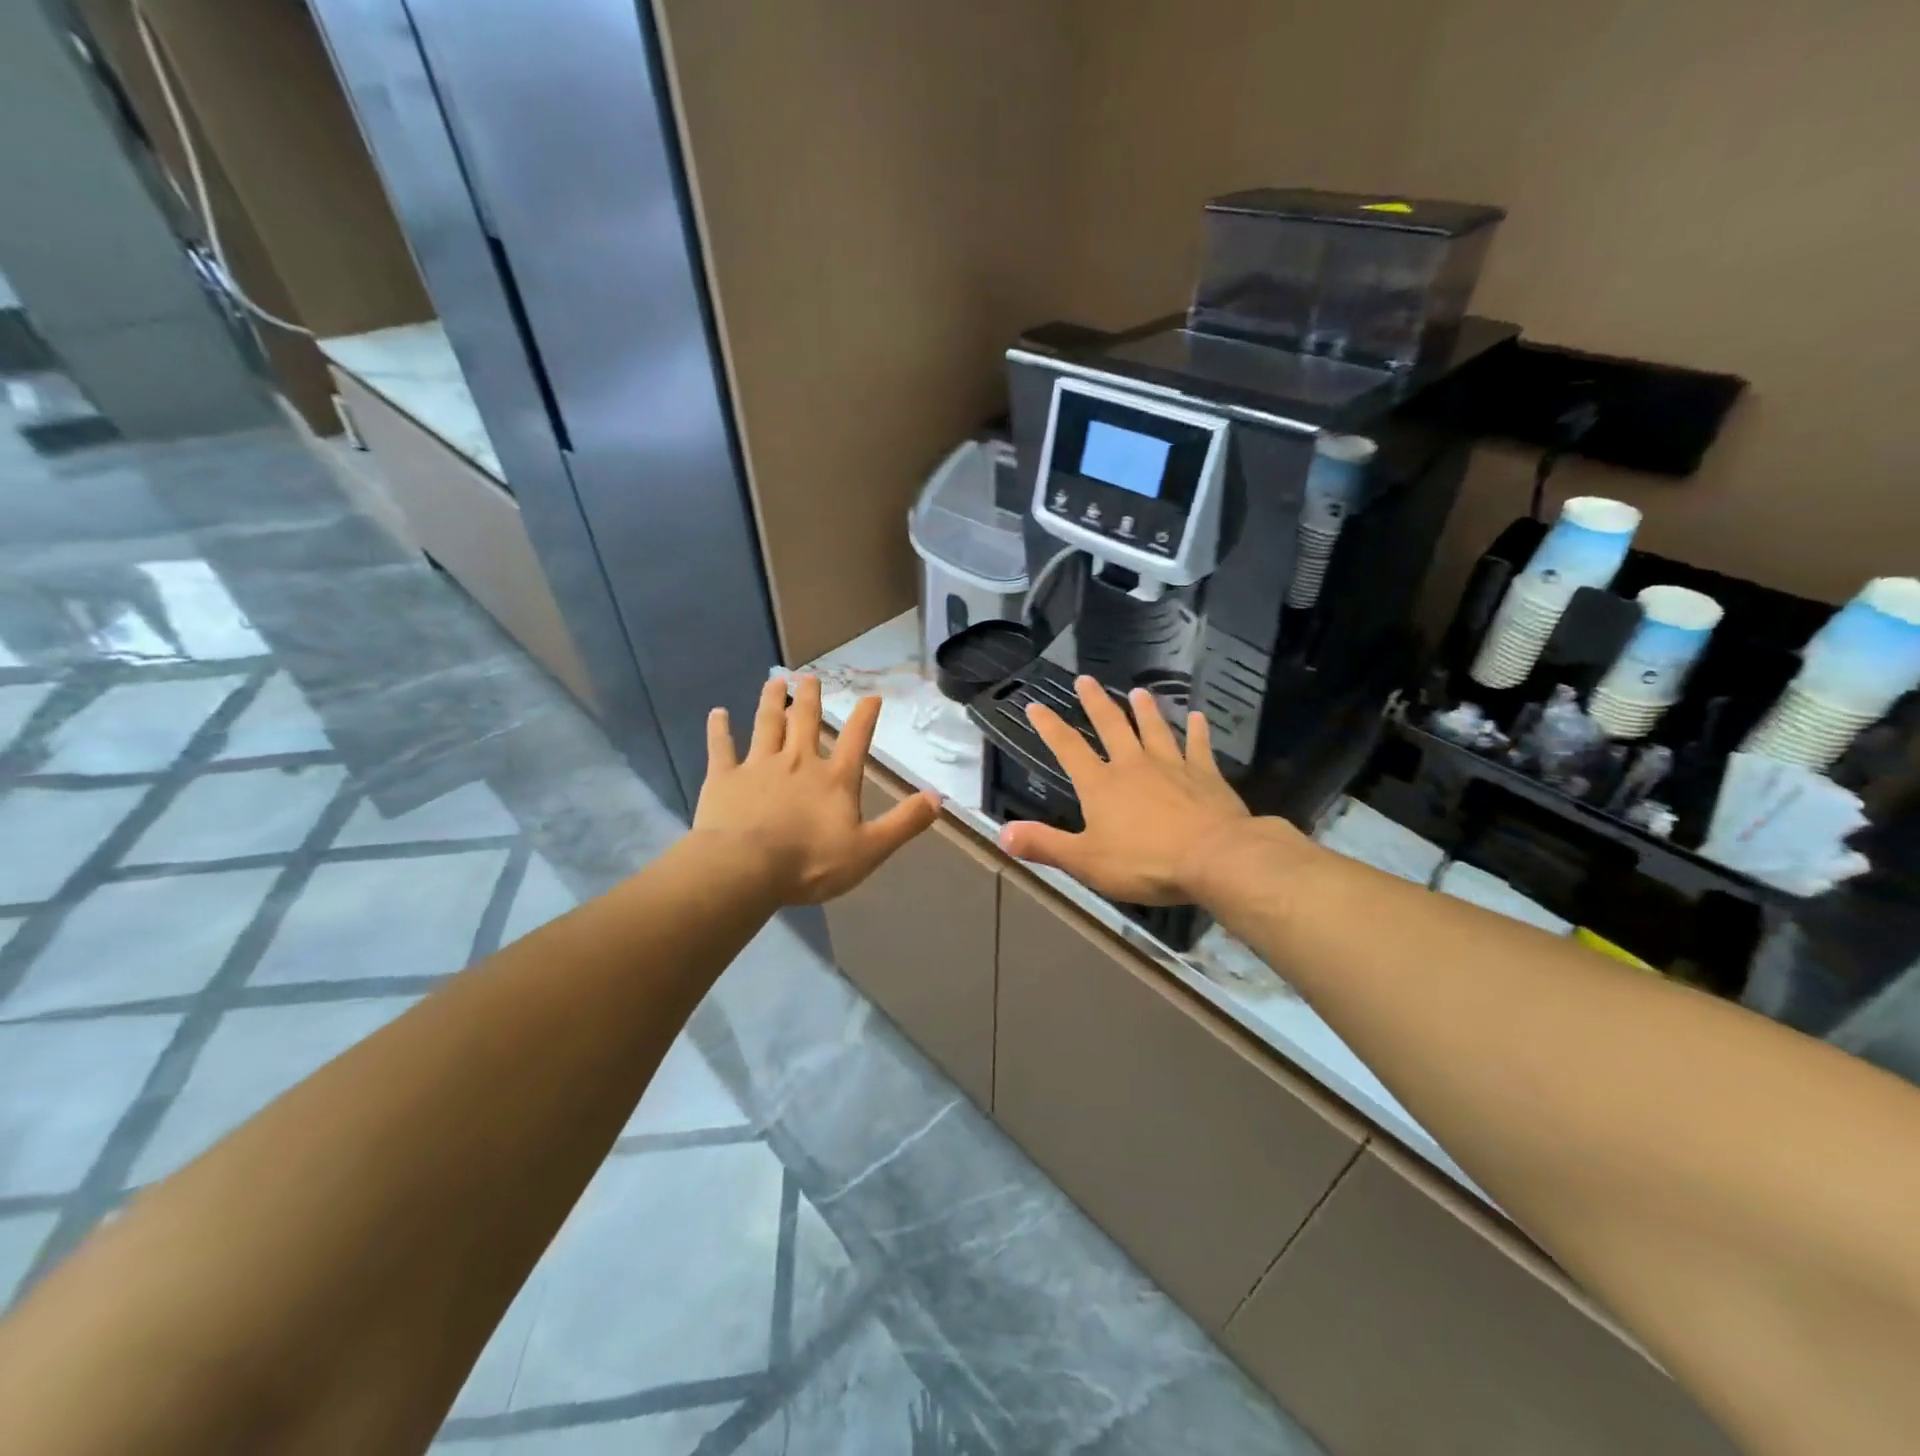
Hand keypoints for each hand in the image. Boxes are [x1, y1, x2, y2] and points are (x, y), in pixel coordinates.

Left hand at [693, 675, 940, 903]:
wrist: (746, 868)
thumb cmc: (811, 862)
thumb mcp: (869, 849)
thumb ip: (904, 823)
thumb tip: (938, 798)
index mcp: (834, 779)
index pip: (857, 740)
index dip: (866, 716)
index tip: (872, 696)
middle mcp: (798, 761)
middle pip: (806, 721)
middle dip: (811, 697)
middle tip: (810, 675)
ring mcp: (759, 765)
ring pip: (767, 724)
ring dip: (772, 701)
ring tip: (775, 681)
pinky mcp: (725, 777)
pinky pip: (722, 747)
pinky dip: (720, 729)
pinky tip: (717, 713)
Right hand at [998, 677, 1297, 904]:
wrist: (1215, 858)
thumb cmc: (1145, 862)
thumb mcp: (1085, 861)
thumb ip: (1044, 845)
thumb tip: (1001, 833)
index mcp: (1101, 785)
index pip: (1067, 748)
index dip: (1049, 726)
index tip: (1035, 704)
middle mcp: (1133, 765)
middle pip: (1111, 726)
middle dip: (1096, 702)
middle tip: (1085, 679)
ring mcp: (1172, 766)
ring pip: (1155, 729)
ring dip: (1145, 710)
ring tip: (1138, 691)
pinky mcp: (1205, 775)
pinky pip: (1199, 746)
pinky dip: (1197, 731)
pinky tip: (1198, 718)